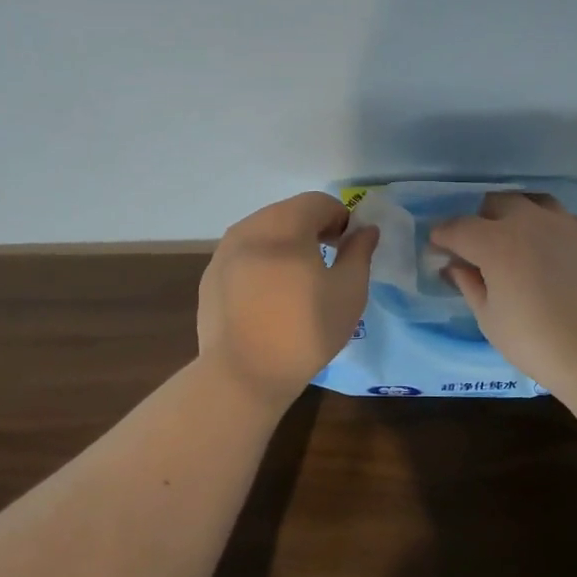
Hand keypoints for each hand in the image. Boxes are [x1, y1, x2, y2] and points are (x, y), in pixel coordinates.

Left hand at [197, 192, 378, 404]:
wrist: (243, 374)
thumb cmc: (305, 330)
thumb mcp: (349, 291)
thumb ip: (359, 252)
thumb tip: (365, 230)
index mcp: (284, 224)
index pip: (318, 202)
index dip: (341, 218)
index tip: (348, 247)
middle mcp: (249, 228)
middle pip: (288, 213)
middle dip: (312, 228)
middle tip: (328, 261)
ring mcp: (223, 252)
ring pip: (262, 233)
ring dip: (285, 244)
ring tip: (298, 280)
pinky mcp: (210, 277)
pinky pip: (243, 256)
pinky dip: (262, 263)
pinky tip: (270, 298)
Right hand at [432, 192, 576, 389]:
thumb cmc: (535, 342)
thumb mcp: (489, 319)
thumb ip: (469, 284)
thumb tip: (456, 266)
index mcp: (496, 242)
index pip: (459, 227)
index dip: (443, 235)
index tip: (438, 245)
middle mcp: (529, 222)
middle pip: (497, 203)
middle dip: (481, 219)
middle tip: (479, 245)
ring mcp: (566, 225)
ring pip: (534, 202)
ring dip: (518, 216)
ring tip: (517, 240)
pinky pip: (564, 219)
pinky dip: (550, 228)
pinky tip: (552, 252)